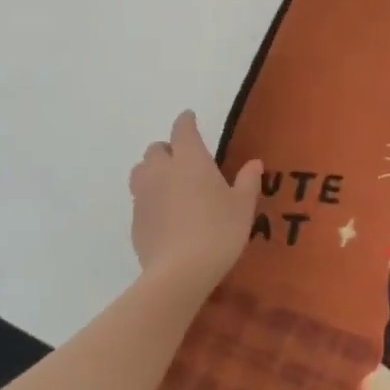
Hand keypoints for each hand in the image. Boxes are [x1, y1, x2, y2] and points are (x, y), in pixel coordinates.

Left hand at [127, 111, 263, 295]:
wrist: (179, 272)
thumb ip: (248, 181)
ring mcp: (143, 195)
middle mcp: (161, 171)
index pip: (183, 129)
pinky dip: (151, 198)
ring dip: (153, 170)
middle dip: (168, 149)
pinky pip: (140, 198)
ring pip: (141, 171)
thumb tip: (254, 163)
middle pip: (156, 149)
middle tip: (185, 160)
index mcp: (190, 160)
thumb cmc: (218, 231)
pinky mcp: (134, 220)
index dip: (186, 120)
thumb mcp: (243, 206)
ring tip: (170, 183)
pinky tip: (166, 214)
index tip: (190, 117)